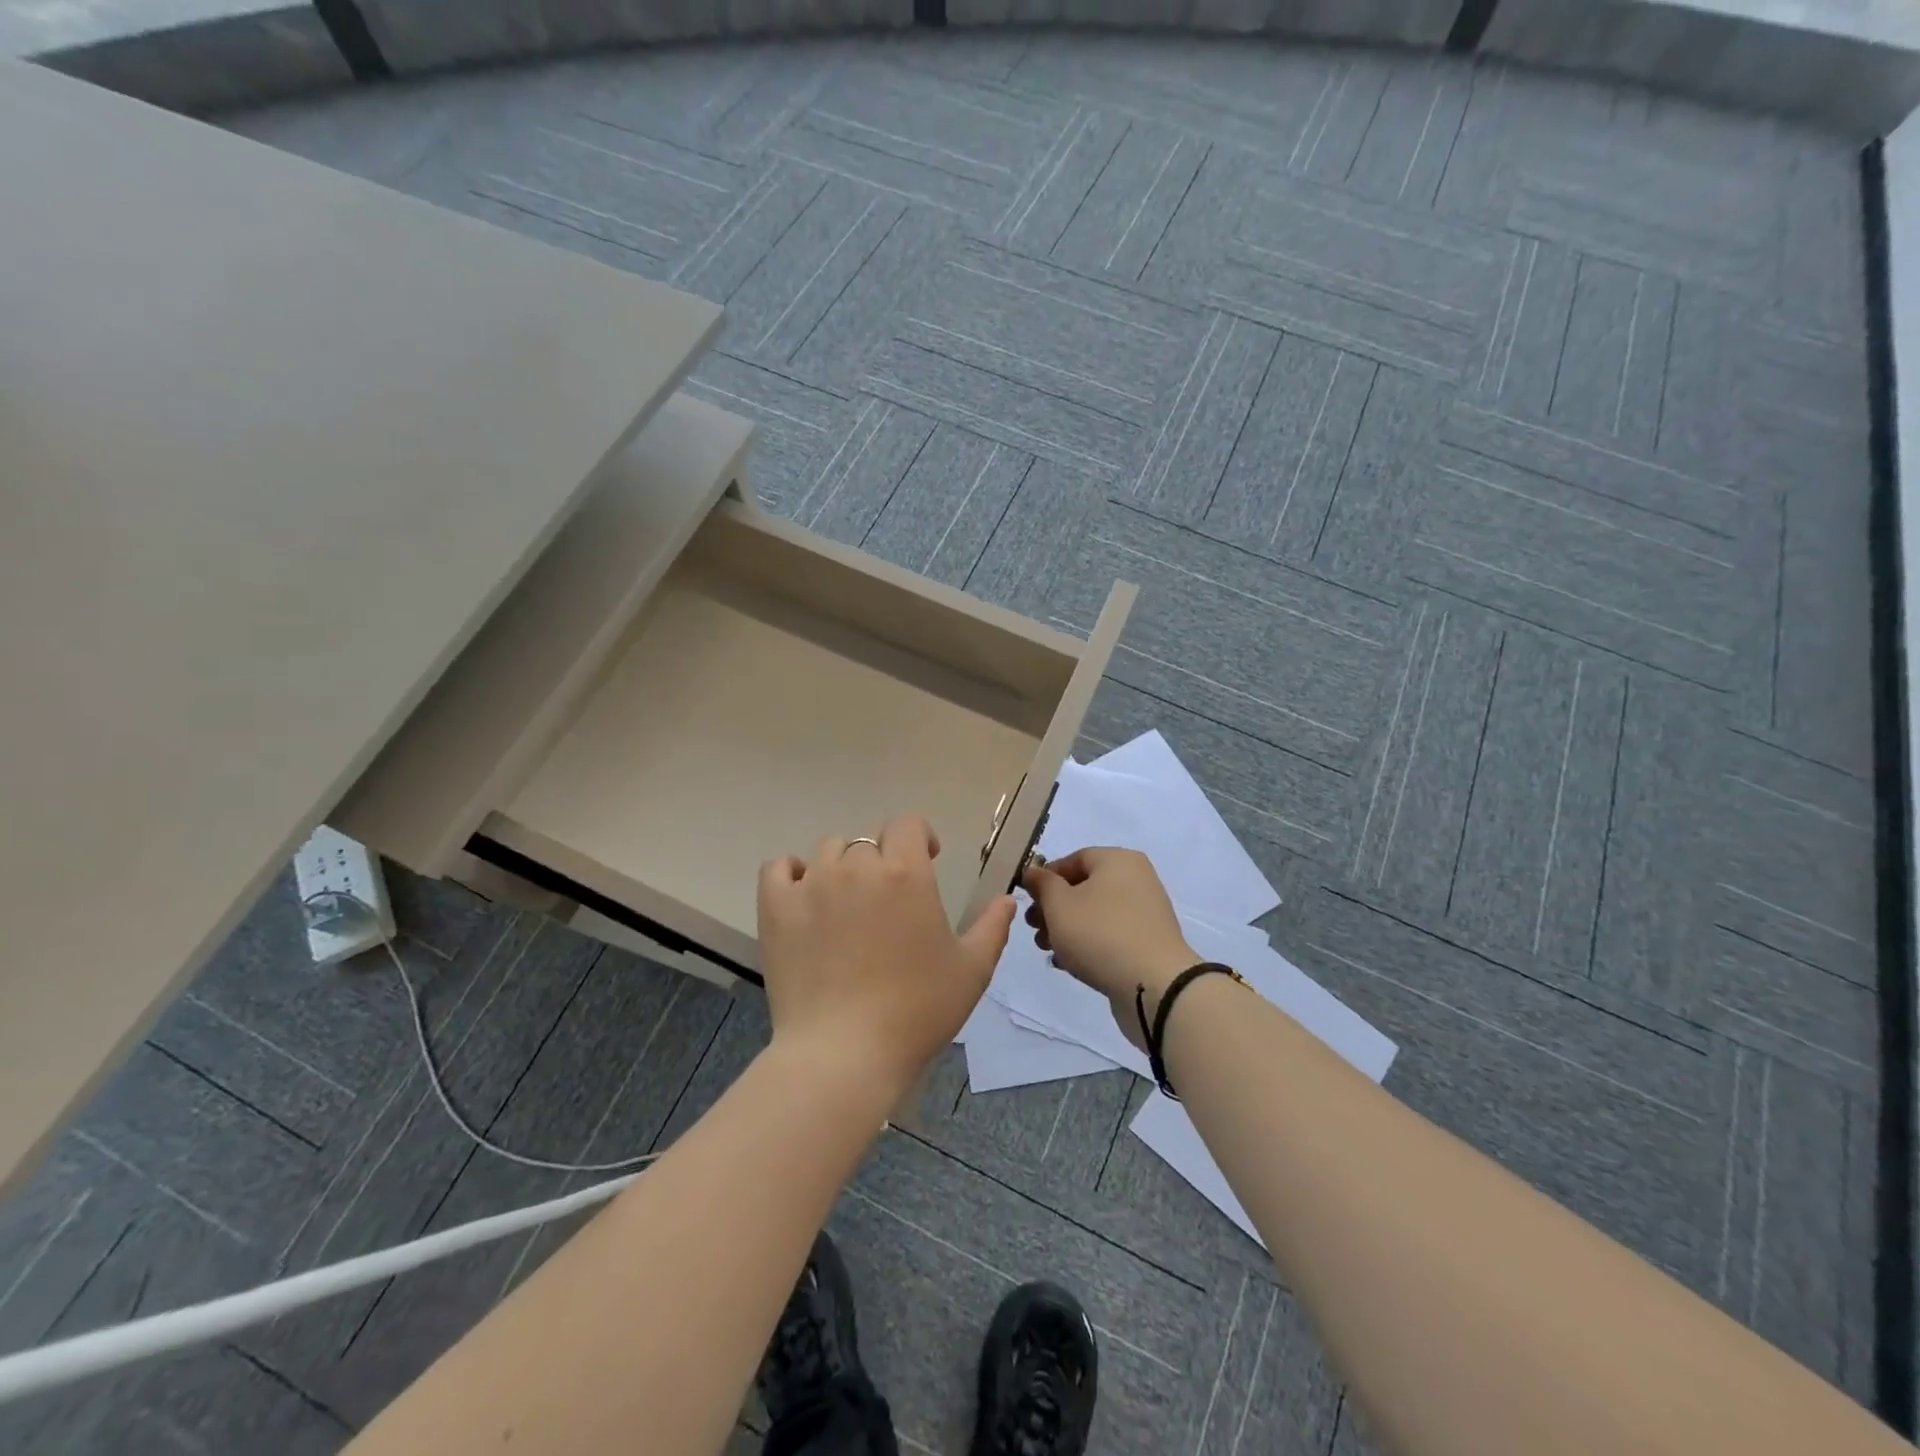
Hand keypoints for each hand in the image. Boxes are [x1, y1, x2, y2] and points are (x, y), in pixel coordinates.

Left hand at [758, 815, 1015, 1098]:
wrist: (844, 1054)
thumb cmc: (916, 1011)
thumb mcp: (970, 971)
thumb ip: (992, 927)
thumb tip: (1007, 898)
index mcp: (906, 873)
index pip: (909, 825)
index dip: (920, 837)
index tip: (928, 860)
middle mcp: (857, 867)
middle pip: (869, 843)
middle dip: (883, 863)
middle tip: (888, 902)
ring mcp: (812, 884)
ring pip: (828, 852)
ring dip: (842, 867)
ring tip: (847, 904)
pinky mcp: (776, 907)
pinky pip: (779, 868)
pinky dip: (792, 874)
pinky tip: (804, 897)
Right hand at [1022, 847, 1198, 1051]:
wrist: (1154, 985)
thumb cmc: (1100, 934)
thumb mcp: (1058, 905)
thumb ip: (1042, 885)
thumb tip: (1034, 873)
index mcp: (1118, 860)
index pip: (1072, 859)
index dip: (1045, 879)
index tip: (1027, 902)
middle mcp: (1136, 878)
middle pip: (1083, 887)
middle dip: (1053, 908)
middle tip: (1034, 930)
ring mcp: (1146, 912)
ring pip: (1095, 913)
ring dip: (1067, 929)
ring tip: (1049, 950)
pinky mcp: (1149, 942)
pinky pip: (1111, 934)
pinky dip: (1089, 943)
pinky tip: (1070, 964)